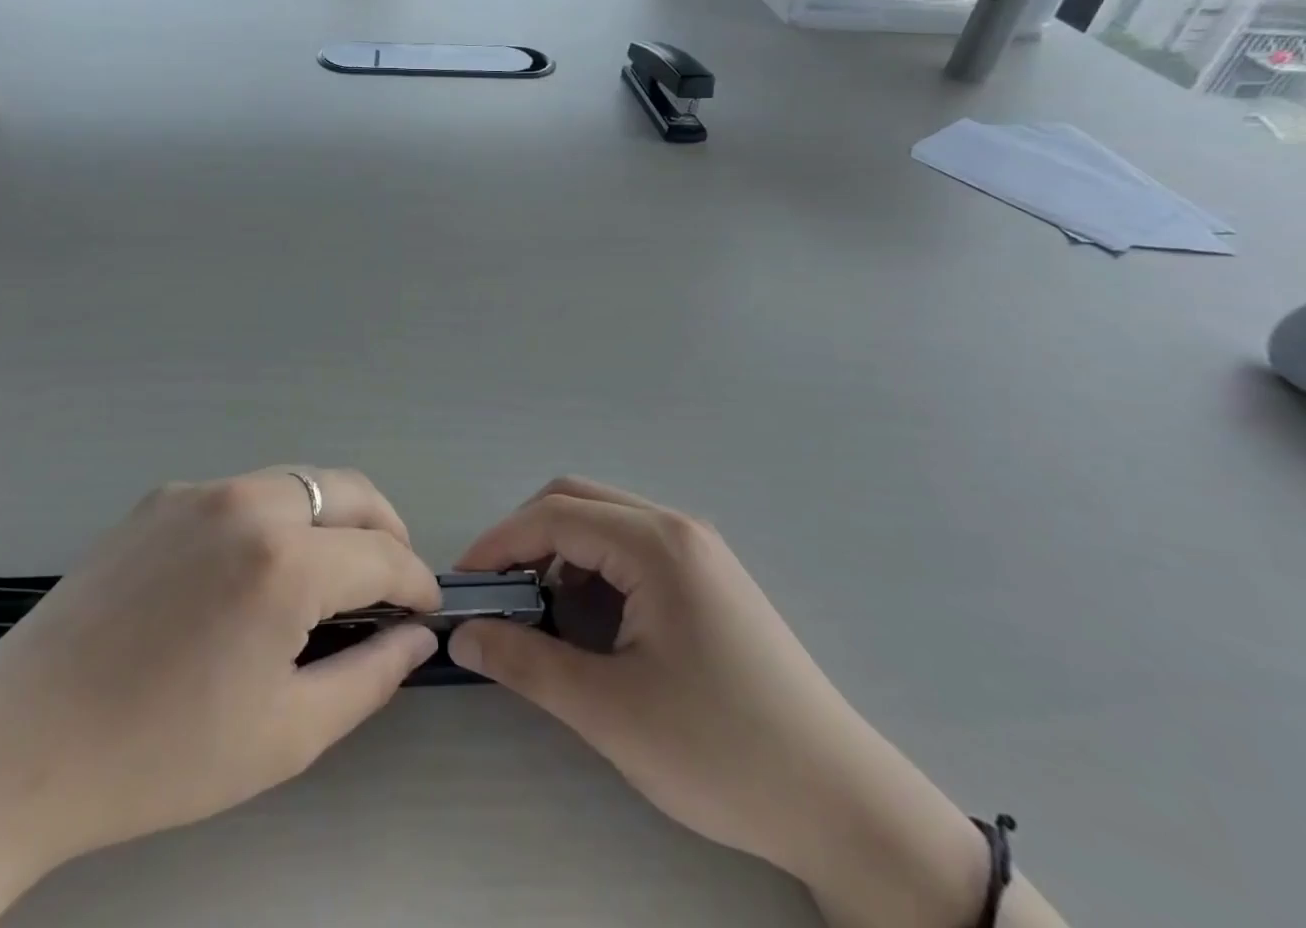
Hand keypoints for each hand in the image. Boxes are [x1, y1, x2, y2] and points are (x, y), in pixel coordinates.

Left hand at [0, 467, 439, 872]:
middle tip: (390, 583)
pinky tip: (252, 572)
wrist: (20, 744)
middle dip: (386, 531)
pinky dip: (276, 518)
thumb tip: (415, 636)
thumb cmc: (163, 754)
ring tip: (329, 575)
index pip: (384, 554)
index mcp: (285, 561)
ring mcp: (200, 490)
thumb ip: (371, 677)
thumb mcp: (287, 734)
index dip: (417, 583)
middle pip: (350, 490)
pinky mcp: (162, 496)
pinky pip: (244, 493)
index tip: (425, 611)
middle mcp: (249, 502)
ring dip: (333, 519)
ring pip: (299, 482)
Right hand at [448, 478, 993, 927]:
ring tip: (540, 614)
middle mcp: (677, 527)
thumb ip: (527, 663)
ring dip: (560, 552)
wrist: (842, 804)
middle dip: (526, 538)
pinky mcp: (709, 578)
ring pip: (604, 522)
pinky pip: (632, 548)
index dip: (498, 543)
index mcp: (656, 543)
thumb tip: (463, 634)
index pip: (554, 515)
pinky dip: (594, 569)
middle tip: (496, 594)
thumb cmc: (722, 752)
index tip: (462, 584)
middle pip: (576, 501)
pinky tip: (592, 622)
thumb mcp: (610, 712)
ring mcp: (698, 550)